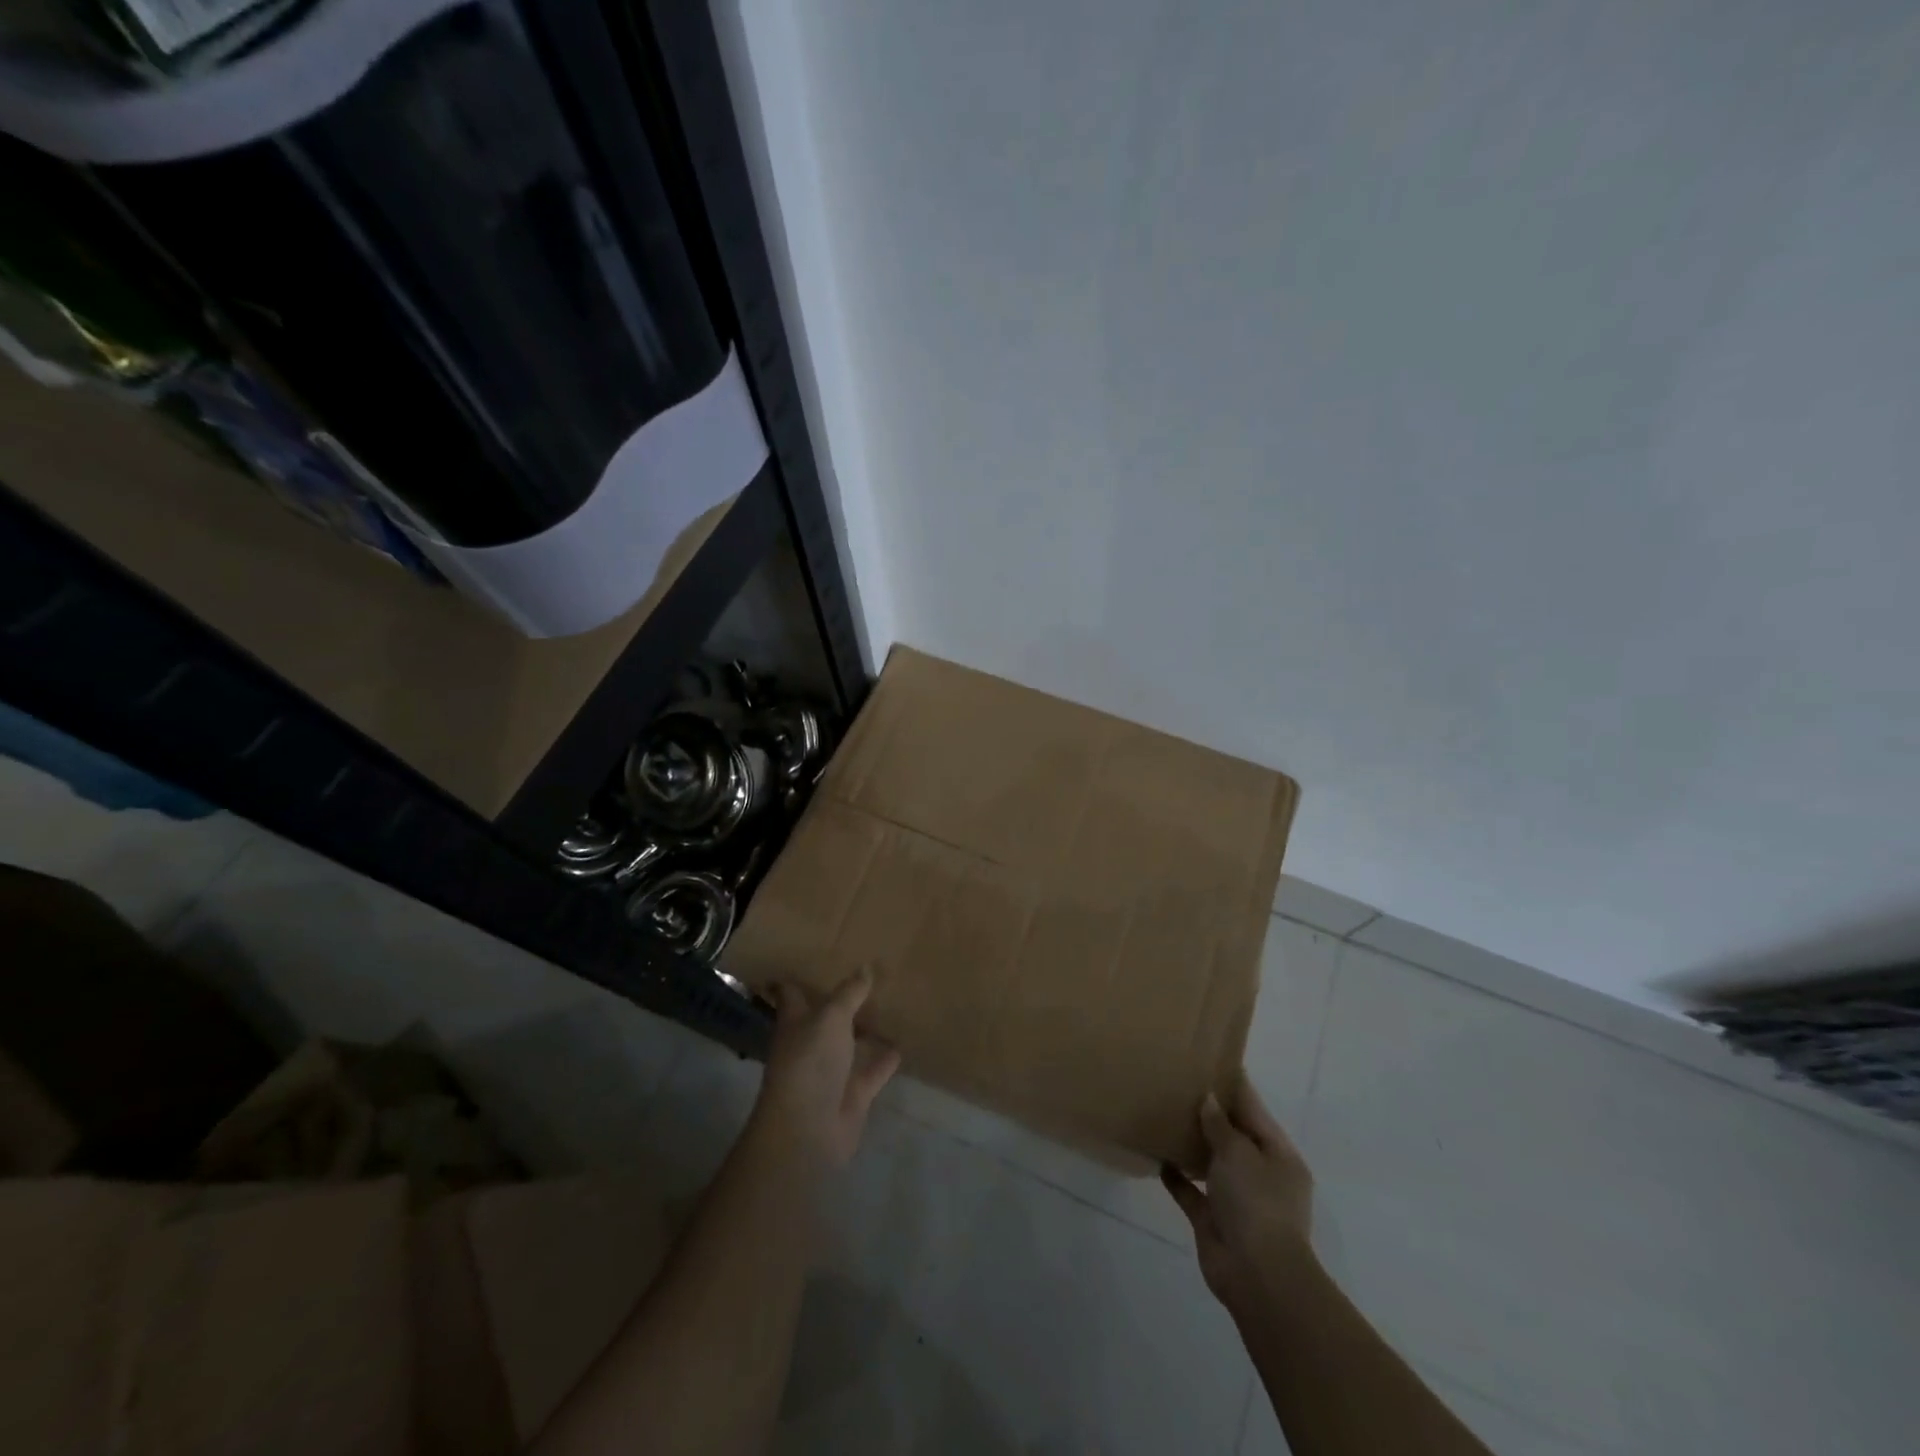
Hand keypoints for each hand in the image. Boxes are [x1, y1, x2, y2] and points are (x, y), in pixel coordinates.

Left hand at [753, 970, 900, 1169]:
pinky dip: (887, 1058)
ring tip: (892, 1000)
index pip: (792, 992)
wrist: (808, 1131)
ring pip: (852, 1042)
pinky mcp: (854, 1093)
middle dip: (841, 998)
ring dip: (867, 1027)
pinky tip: (905, 1041)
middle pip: (826, 1015)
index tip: (807, 955)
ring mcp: (833, 1070)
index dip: (796, 976)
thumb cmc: (809, 1064)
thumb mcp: (830, 1018)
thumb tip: (866, 966)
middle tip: (866, 970)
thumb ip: (849, 993)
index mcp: (796, 1022)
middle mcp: (812, 1042)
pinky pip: (874, 1069)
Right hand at [1161, 1070, 1315, 1316]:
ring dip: (1192, 1144)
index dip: (1233, 1086)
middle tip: (1178, 1085)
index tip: (1209, 1061)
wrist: (1257, 1277)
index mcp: (1279, 1156)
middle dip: (1209, 1115)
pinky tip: (1158, 1157)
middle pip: (1233, 1136)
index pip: (1254, 1111)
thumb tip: (1209, 1100)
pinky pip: (1192, 1192)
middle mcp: (1261, 1175)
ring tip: (1164, 1115)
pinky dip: (1177, 1177)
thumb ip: (1221, 1125)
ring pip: (1212, 1163)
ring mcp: (1237, 1200)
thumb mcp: (1239, 1153)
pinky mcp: (1213, 1220)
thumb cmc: (1256, 1203)